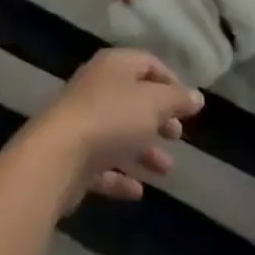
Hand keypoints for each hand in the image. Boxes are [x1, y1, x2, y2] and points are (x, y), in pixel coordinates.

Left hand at [29, 49, 202, 202]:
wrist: (58, 156)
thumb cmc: (112, 118)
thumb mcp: (153, 104)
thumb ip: (176, 100)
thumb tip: (197, 97)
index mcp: (115, 66)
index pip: (147, 63)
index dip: (170, 82)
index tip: (188, 105)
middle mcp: (97, 87)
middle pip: (133, 98)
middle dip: (158, 117)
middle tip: (178, 135)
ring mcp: (83, 121)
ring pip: (120, 132)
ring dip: (144, 149)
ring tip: (166, 169)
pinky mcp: (73, 156)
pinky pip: (103, 163)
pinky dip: (121, 174)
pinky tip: (138, 191)